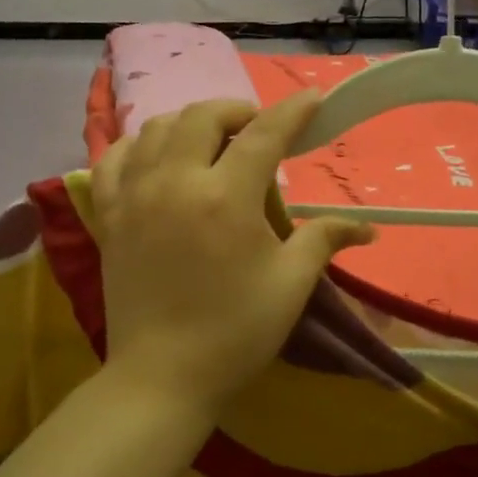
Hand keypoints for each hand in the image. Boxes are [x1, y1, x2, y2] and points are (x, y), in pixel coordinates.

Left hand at [89, 93, 375, 420]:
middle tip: (257, 129)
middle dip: (236, 111)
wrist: (162, 377)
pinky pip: (114, 159)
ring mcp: (135, 196)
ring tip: (211, 140)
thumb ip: (324, 240)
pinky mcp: (109, 216)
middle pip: (203, 116)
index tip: (313, 99)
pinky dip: (137, 145)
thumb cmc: (234, 332)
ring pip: (156, 128)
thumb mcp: (289, 284)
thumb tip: (367, 228)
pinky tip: (155, 155)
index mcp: (226, 197)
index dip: (292, 111)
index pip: (264, 134)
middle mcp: (176, 182)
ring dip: (190, 122)